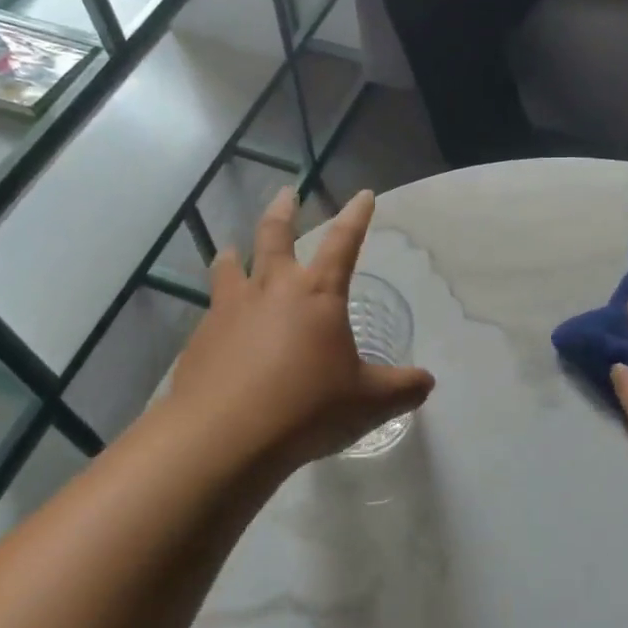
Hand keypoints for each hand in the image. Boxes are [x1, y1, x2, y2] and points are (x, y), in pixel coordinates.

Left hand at [167, 188, 433, 474]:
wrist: (225, 435)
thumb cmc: (307, 408)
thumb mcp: (368, 403)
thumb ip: (401, 389)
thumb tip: (427, 383)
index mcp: (317, 294)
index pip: (343, 243)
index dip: (357, 217)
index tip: (364, 195)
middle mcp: (271, 289)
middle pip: (275, 235)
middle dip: (283, 210)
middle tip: (286, 192)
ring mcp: (229, 310)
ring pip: (230, 267)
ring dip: (234, 255)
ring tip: (232, 251)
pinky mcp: (201, 338)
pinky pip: (211, 312)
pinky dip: (218, 309)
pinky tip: (218, 328)